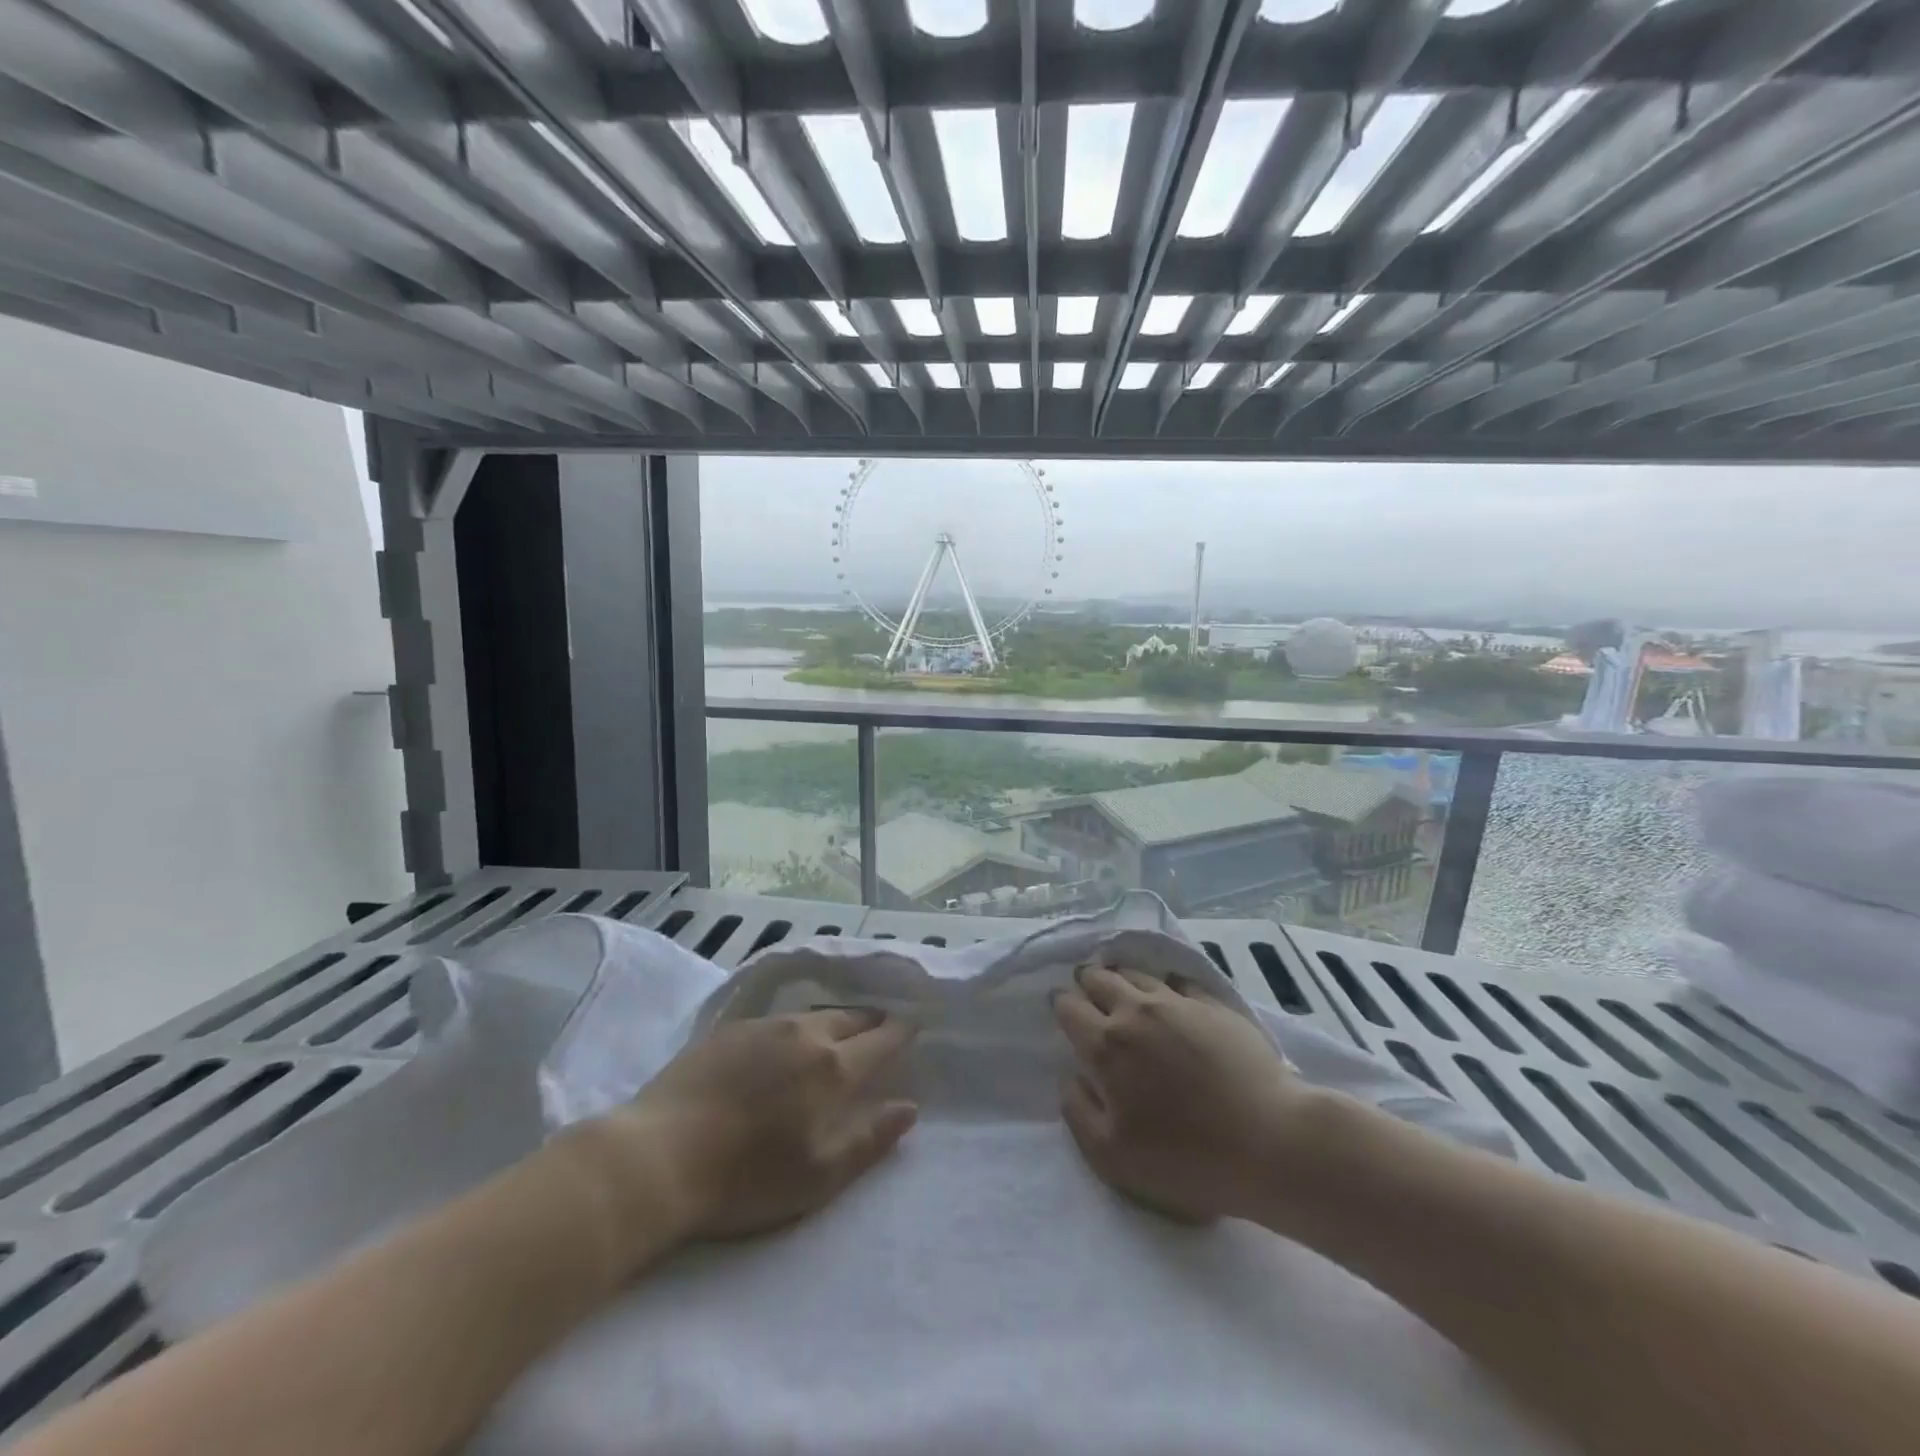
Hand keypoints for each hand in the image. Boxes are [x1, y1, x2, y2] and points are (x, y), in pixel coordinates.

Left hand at [599, 1009, 918, 1247]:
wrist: (659, 1155)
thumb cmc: (746, 1177)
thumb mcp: (819, 1174)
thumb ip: (870, 1139)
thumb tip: (909, 1108)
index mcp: (834, 1067)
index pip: (882, 1039)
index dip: (901, 1033)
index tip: (913, 1029)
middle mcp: (806, 1033)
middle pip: (851, 1016)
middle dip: (872, 1021)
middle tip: (880, 1028)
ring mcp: (765, 1026)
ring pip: (815, 1012)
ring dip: (835, 1019)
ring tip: (839, 1031)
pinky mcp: (731, 1028)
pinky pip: (779, 1018)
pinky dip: (797, 1024)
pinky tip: (786, 1040)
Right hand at [1053, 963, 1307, 1223]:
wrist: (1271, 1142)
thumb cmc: (1187, 1158)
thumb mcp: (1112, 1156)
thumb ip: (1077, 1111)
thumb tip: (1069, 1075)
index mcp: (1106, 1045)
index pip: (1069, 1008)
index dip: (1061, 1004)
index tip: (1062, 1009)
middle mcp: (1136, 1012)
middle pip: (1100, 978)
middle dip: (1087, 981)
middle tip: (1087, 989)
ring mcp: (1178, 1003)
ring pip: (1136, 973)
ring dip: (1121, 976)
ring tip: (1121, 984)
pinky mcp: (1214, 1005)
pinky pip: (1179, 980)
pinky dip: (1165, 983)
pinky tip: (1170, 993)